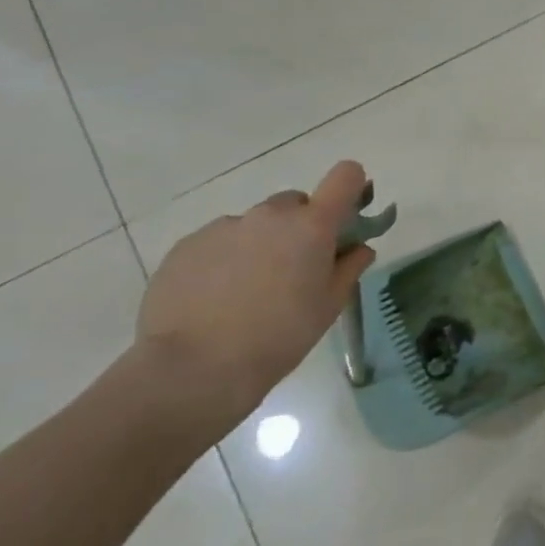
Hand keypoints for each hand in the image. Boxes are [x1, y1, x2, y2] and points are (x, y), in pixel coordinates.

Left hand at [134, 161, 376, 437]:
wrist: (191, 369)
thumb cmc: (279, 336)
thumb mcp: (329, 306)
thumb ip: (349, 267)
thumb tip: (358, 248)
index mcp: (312, 225)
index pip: (345, 176)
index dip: (351, 188)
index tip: (346, 216)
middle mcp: (270, 215)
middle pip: (295, 203)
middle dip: (300, 226)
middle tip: (293, 268)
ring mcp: (224, 227)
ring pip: (254, 224)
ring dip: (260, 243)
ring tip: (246, 290)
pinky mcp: (186, 246)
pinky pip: (218, 241)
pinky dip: (223, 259)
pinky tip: (214, 298)